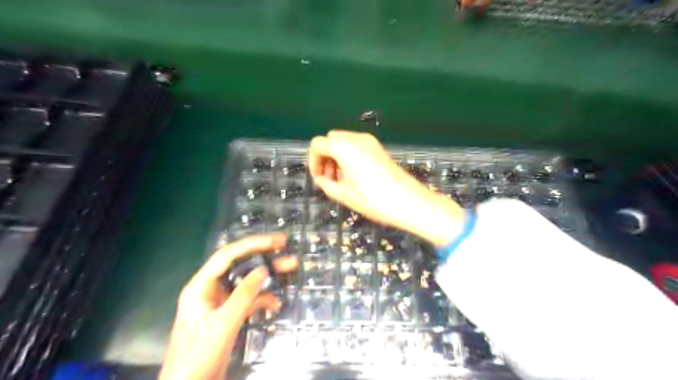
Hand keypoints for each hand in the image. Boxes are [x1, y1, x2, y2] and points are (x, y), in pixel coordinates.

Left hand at [160, 233, 297, 379]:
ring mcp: (221, 303)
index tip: (276, 241)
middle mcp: (211, 290)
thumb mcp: (224, 322)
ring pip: (247, 282)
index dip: (252, 244)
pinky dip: (263, 300)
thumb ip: (244, 294)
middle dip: (263, 256)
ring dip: (268, 277)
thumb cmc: (199, 355)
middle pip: (239, 266)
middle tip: (285, 247)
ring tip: (291, 269)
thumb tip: (263, 269)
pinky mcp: (229, 317)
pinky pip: (249, 301)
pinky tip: (276, 305)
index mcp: (202, 286)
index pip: (228, 255)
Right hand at [309, 131, 464, 245]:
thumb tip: (321, 179)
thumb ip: (326, 184)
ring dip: (336, 157)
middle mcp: (357, 139)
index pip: (318, 144)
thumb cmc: (375, 200)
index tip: (318, 178)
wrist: (410, 202)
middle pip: (330, 140)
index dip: (313, 161)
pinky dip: (348, 156)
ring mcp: (370, 142)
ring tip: (341, 180)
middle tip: (328, 179)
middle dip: (325, 157)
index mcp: (345, 148)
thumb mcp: (345, 195)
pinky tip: (354, 176)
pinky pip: (356, 146)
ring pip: (343, 142)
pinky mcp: (378, 148)